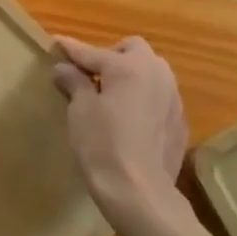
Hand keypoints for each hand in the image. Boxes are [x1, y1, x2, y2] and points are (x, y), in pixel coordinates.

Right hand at [53, 35, 188, 232]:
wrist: (140, 193)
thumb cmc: (103, 146)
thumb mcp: (80, 111)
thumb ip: (74, 83)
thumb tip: (64, 68)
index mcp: (128, 67)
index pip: (93, 52)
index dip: (71, 49)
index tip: (57, 42)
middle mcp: (156, 73)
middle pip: (133, 50)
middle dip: (112, 56)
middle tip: (92, 76)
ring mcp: (173, 97)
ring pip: (151, 71)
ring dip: (131, 75)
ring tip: (112, 97)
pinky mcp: (179, 121)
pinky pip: (159, 97)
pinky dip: (144, 99)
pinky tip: (131, 121)